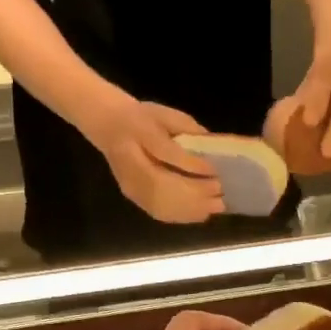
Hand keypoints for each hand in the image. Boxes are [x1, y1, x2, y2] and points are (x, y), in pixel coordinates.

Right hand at [81, 92, 225, 223]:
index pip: (165, 152)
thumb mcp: (165, 114)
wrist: (109, 126)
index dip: (192, 165)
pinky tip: (202, 213)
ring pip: (161, 204)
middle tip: (221, 192)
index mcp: (137, 132)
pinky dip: (183, 216)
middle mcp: (129, 162)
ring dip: (191, 207)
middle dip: (196, 192)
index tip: (215, 171)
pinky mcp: (135, 197)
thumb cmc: (141, 118)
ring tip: (217, 205)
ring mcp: (130, 185)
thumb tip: (211, 145)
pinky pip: (159, 212)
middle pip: (162, 185)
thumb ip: (186, 127)